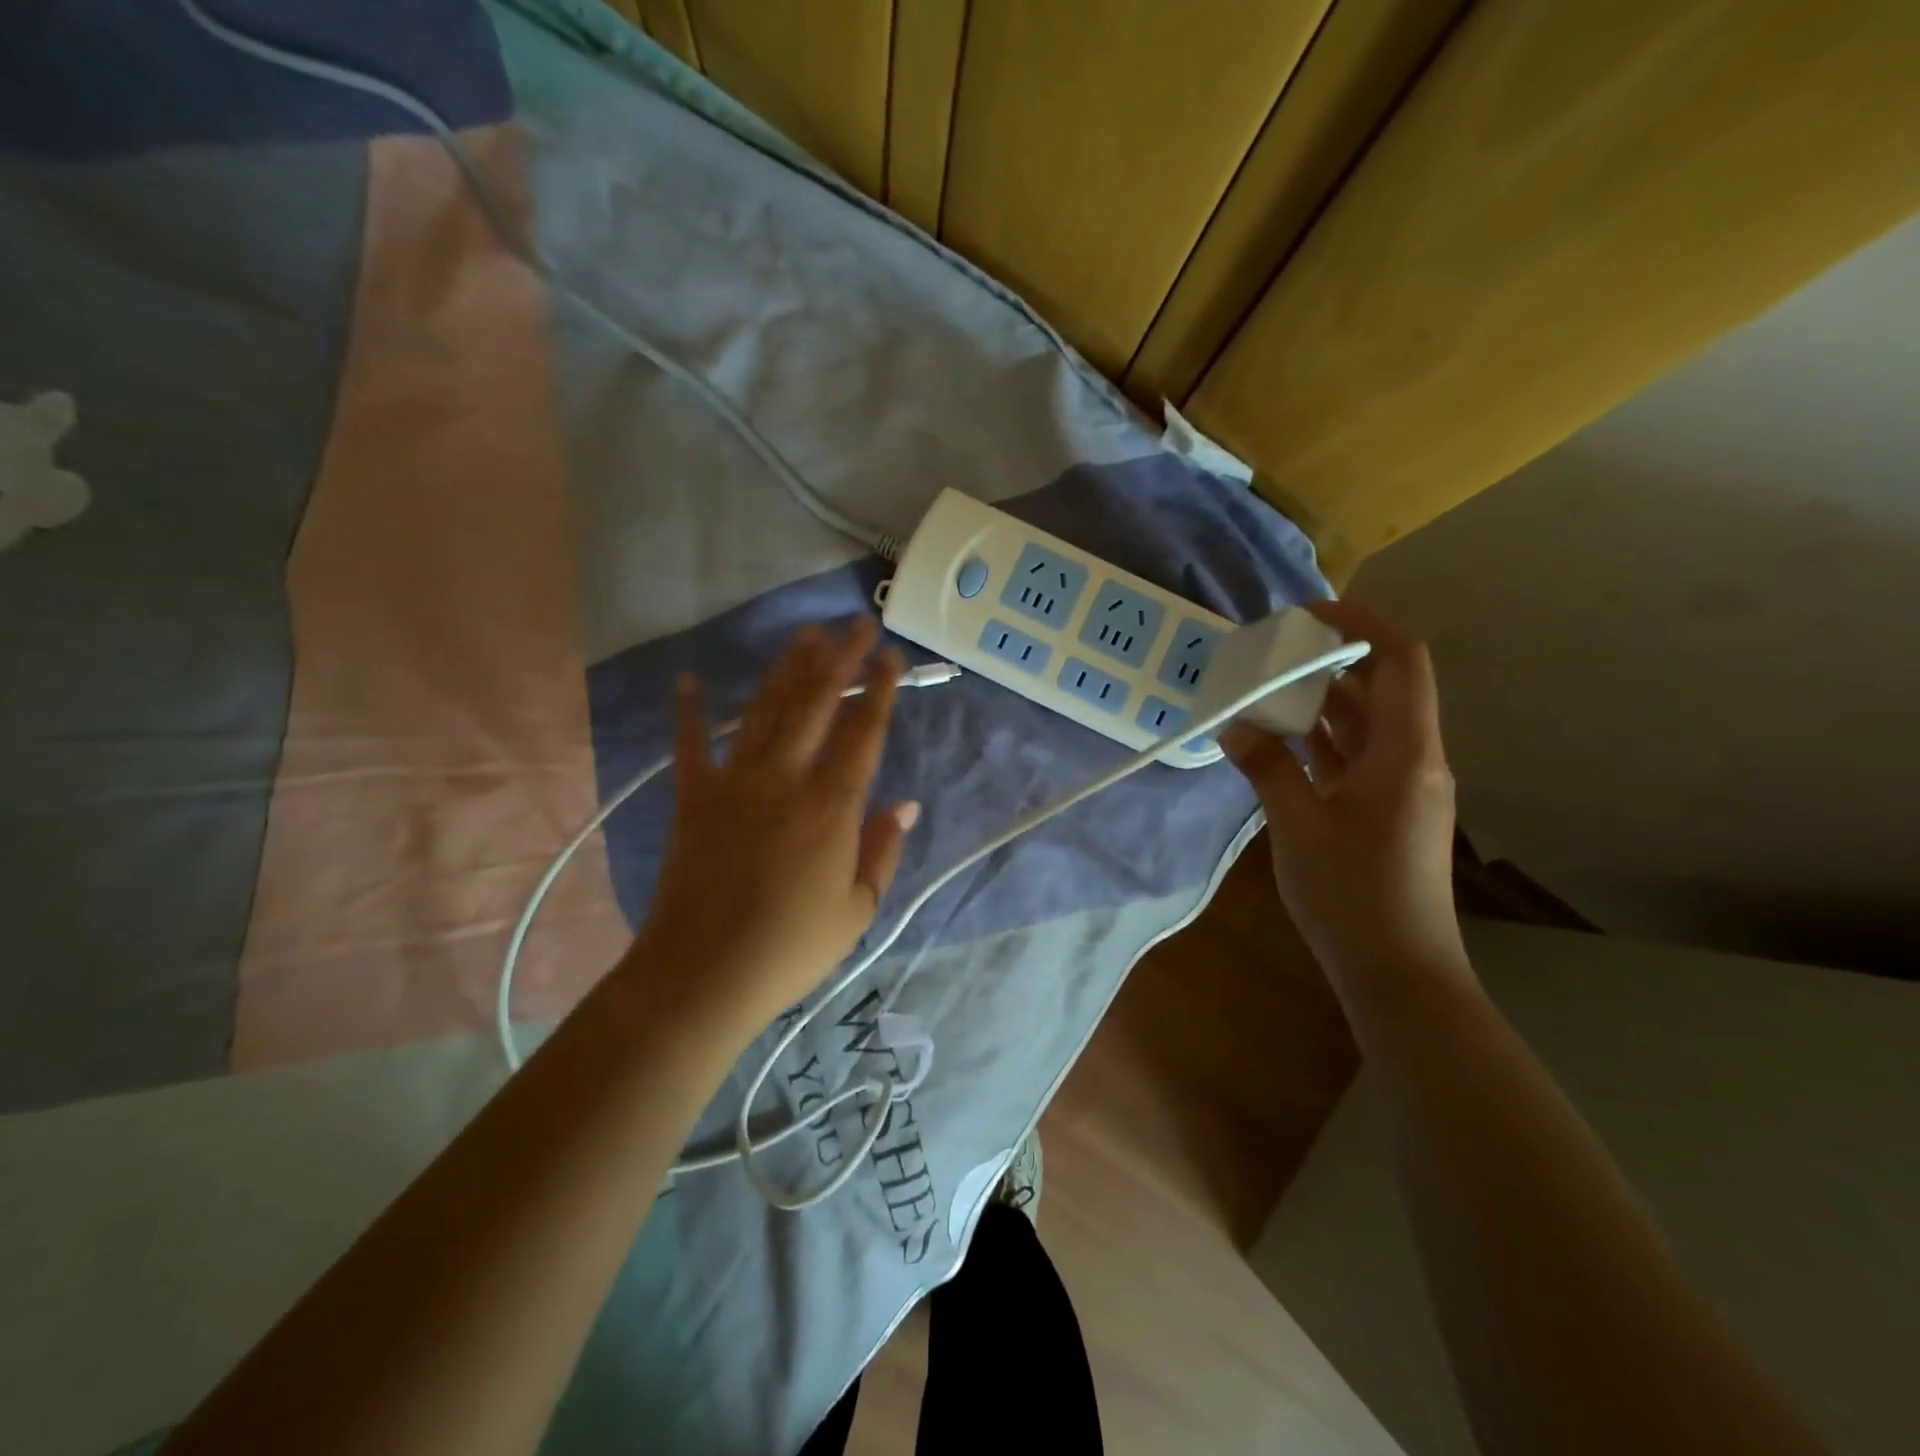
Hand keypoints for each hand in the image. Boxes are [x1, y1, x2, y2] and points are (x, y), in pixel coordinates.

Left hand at [632, 617, 919, 1028]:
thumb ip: (883, 850)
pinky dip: (691, 710)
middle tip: (856, 622)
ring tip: (806, 635)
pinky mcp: (693, 796)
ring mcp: (734, 781)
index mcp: (831, 806)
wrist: (702, 974)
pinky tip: (690, 678)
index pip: (864, 732)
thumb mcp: (858, 910)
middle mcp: (785, 778)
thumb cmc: (791, 948)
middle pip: (817, 703)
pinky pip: (692, 743)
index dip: (881, 690)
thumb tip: (905, 804)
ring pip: (766, 710)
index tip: (892, 657)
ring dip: (787, 669)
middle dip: (840, 657)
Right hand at [1221, 600, 1467, 982]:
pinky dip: (1320, 737)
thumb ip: (1267, 767)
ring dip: (1322, 699)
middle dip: (1333, 658)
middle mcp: (1412, 758)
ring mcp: (1399, 785)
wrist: (1398, 971)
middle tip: (1275, 647)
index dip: (1362, 624)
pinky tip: (1278, 735)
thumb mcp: (1299, 825)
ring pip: (1364, 722)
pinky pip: (1353, 755)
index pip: (1400, 661)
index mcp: (1405, 752)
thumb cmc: (1353, 895)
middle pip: (1382, 685)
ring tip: (1267, 683)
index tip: (1308, 613)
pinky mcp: (1383, 809)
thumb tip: (1234, 723)